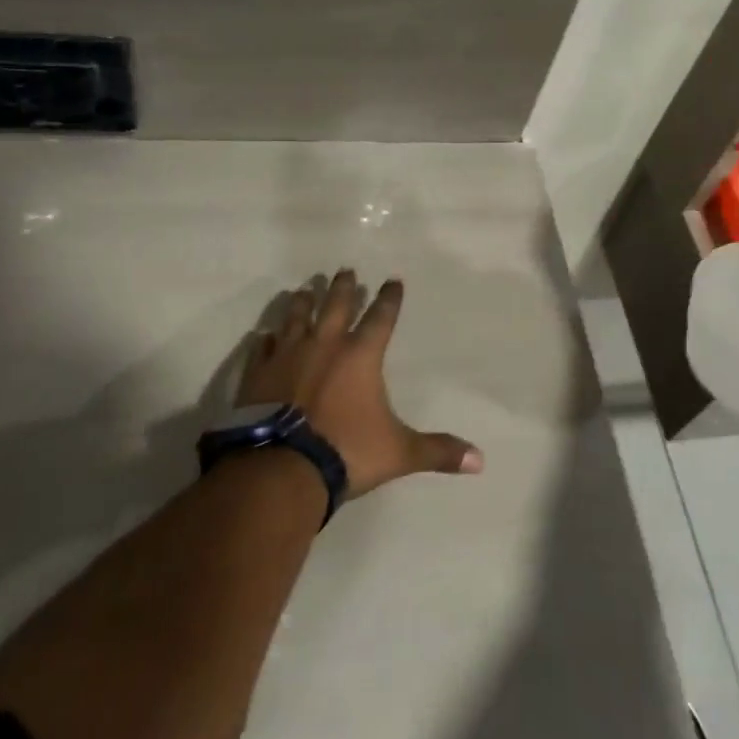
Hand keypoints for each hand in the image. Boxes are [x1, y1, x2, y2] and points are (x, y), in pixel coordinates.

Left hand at [237, 270, 482, 497]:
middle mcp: (325, 345)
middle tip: (345, 270)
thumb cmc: (346, 452)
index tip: (393, 280)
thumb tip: (480, 461)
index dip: (389, 298)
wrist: (281, 468)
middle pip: (335, 305)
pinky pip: (262, 348)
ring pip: (296, 318)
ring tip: (304, 290)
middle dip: (343, 287)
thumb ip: (437, 451)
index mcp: (360, 355)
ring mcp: (288, 356)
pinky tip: (264, 335)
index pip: (381, 317)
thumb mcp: (399, 452)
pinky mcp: (258, 373)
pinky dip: (266, 340)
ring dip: (303, 302)